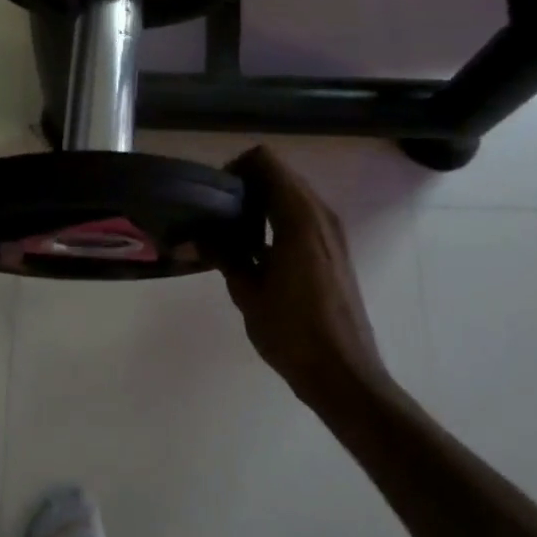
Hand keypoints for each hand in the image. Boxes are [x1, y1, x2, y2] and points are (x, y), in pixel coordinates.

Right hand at [219, 146, 391, 401]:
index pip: (266, 162)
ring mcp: (333, 233)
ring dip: (262, 203)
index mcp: (299, 218)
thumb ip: (222, 255)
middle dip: (247, 185)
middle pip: (280, 175)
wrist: (343, 374)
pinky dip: (278, 220)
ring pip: (292, 196)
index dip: (237, 168)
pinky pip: (303, 217)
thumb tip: (192, 237)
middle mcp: (320, 215)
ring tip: (232, 233)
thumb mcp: (247, 292)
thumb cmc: (292, 332)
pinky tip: (256, 252)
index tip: (215, 195)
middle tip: (217, 213)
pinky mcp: (335, 251)